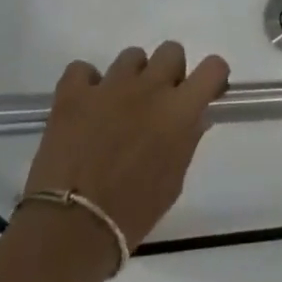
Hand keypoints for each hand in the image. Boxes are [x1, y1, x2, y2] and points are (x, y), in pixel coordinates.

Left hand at [22, 42, 229, 251]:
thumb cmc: (131, 215)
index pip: (213, 68)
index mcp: (179, 110)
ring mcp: (109, 86)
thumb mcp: (173, 182)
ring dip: (131, 77)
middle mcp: (149, 87)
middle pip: (171, 51)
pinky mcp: (72, 93)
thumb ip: (187, 141)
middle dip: (169, 72)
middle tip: (157, 102)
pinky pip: (81, 69)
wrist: (69, 231)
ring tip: (118, 106)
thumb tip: (194, 117)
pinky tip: (84, 106)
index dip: (211, 77)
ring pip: (131, 56)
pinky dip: (85, 84)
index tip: (203, 93)